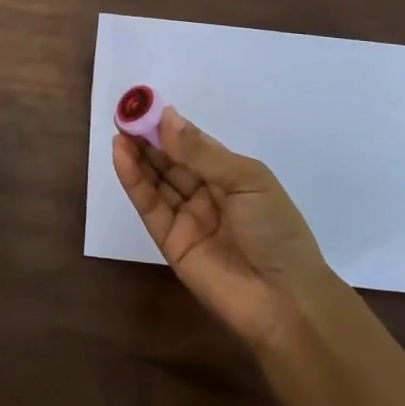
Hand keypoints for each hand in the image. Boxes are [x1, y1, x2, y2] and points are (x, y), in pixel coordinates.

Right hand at [113, 107, 335, 347]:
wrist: (285, 301)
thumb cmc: (276, 231)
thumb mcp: (247, 181)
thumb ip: (201, 153)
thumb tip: (167, 118)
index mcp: (231, 175)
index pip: (193, 144)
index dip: (170, 125)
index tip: (145, 104)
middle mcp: (207, 193)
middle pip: (171, 160)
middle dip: (148, 137)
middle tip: (125, 114)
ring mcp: (187, 218)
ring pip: (156, 180)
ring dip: (137, 155)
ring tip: (119, 130)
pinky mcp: (169, 241)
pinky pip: (149, 206)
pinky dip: (133, 180)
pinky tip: (121, 156)